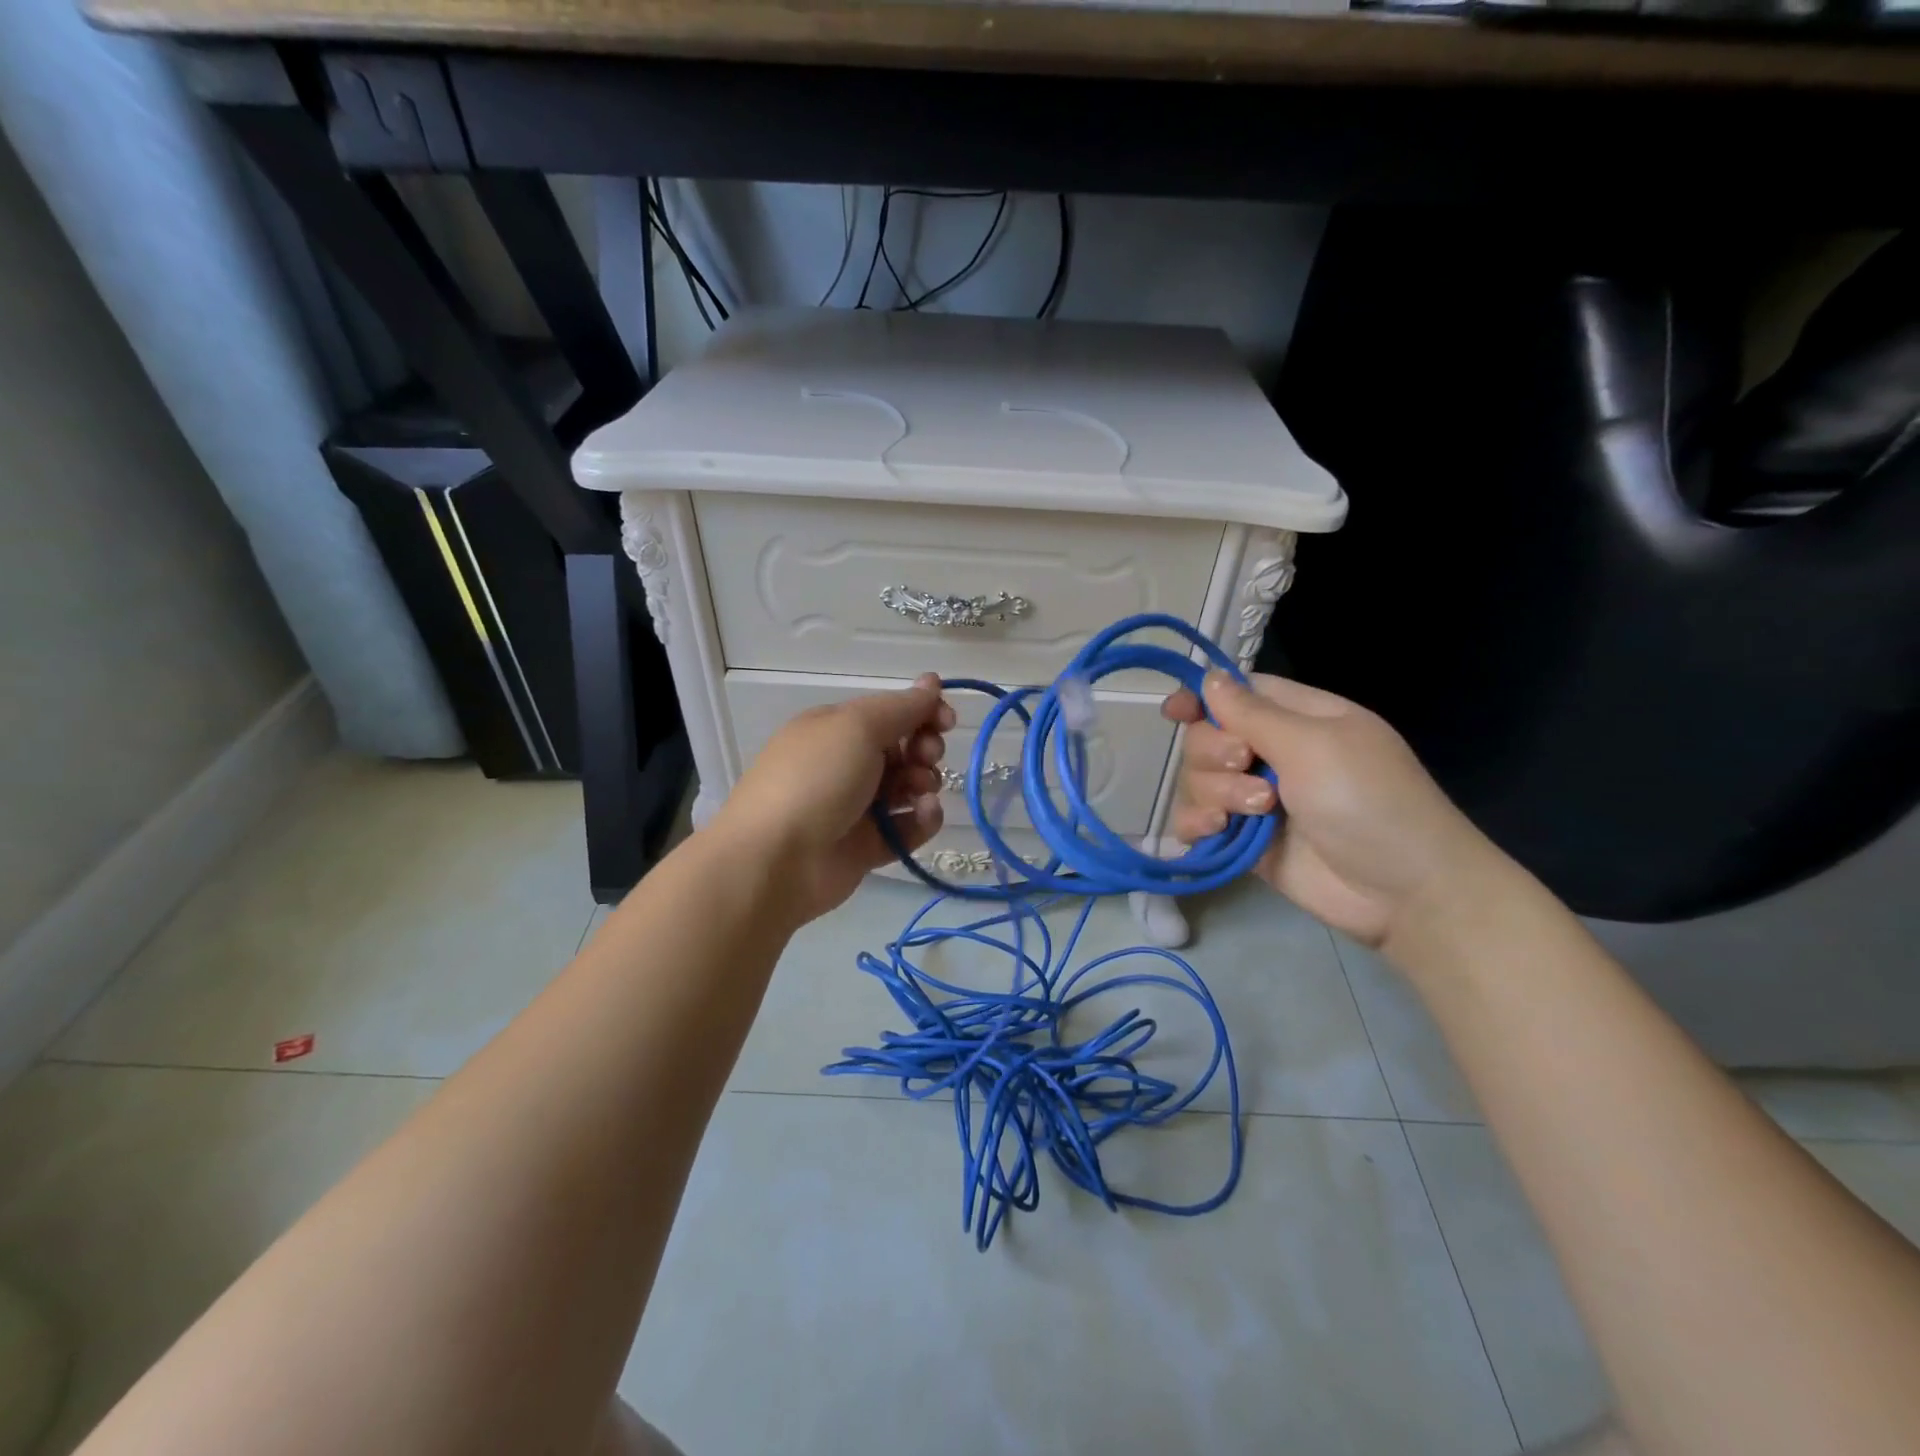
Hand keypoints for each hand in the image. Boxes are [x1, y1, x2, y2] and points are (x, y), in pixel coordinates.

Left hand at [710, 674, 954, 924]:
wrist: (775, 860)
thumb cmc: (815, 779)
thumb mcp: (858, 727)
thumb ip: (902, 707)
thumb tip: (931, 682)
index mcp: (836, 729)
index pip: (889, 712)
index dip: (922, 712)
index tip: (947, 720)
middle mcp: (845, 764)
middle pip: (902, 749)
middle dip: (925, 748)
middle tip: (927, 755)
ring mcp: (856, 807)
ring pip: (908, 788)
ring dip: (926, 782)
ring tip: (921, 790)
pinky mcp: (867, 846)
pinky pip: (907, 827)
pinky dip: (922, 819)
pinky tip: (925, 814)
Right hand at [1162, 672, 1496, 947]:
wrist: (1402, 890)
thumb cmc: (1368, 800)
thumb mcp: (1313, 744)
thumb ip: (1252, 713)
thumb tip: (1209, 677)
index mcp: (1299, 719)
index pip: (1237, 694)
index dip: (1203, 698)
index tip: (1175, 711)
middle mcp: (1274, 754)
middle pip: (1208, 737)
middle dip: (1215, 752)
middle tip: (1246, 766)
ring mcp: (1257, 799)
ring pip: (1198, 779)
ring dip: (1215, 791)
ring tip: (1256, 813)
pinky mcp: (1245, 840)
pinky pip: (1198, 821)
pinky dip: (1197, 822)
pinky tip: (1215, 830)